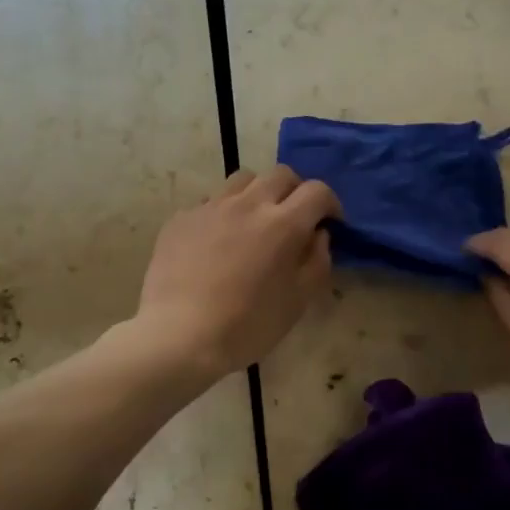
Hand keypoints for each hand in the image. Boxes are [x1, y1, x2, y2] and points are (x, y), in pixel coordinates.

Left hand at [135, 166, 341, 378]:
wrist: (179, 335)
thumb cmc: (247, 325)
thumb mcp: (298, 301)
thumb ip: (317, 261)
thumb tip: (318, 235)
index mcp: (283, 224)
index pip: (317, 191)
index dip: (330, 203)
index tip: (329, 223)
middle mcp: (248, 204)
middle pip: (280, 175)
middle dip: (295, 191)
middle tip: (294, 219)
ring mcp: (210, 207)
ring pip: (242, 180)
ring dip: (258, 193)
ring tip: (254, 221)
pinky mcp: (181, 218)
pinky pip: (210, 202)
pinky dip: (223, 213)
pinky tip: (217, 242)